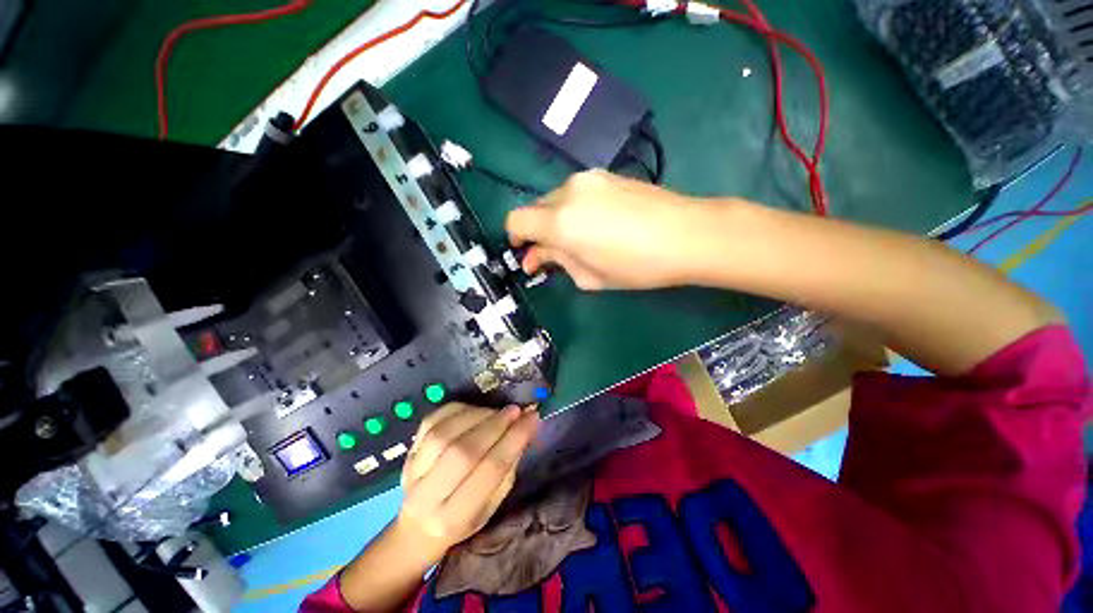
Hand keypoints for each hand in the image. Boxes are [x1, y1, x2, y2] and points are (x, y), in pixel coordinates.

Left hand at [396, 403, 538, 557]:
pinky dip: (458, 409)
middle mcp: (429, 497)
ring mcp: (413, 471)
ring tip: (498, 411)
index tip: (532, 418)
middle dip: (496, 424)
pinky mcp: (408, 451)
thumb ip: (509, 465)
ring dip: (478, 415)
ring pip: (447, 433)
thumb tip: (526, 424)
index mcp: (455, 518)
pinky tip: (475, 410)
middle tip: (516, 410)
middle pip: (465, 451)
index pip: (490, 470)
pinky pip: (433, 420)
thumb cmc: (465, 518)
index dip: (514, 439)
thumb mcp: (493, 503)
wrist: (418, 526)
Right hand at [505, 170, 738, 289]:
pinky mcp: (606, 174)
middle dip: (538, 231)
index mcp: (559, 221)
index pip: (516, 220)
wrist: (687, 234)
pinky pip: (576, 192)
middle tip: (554, 254)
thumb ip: (557, 262)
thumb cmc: (637, 266)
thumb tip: (537, 257)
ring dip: (556, 220)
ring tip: (579, 240)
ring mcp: (588, 179)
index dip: (515, 237)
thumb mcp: (590, 276)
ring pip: (556, 199)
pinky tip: (596, 224)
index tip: (527, 252)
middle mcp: (567, 192)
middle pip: (535, 208)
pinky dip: (574, 209)